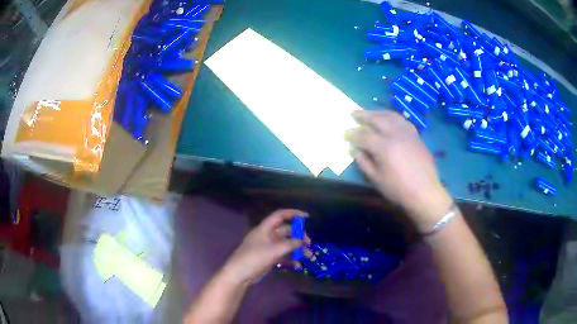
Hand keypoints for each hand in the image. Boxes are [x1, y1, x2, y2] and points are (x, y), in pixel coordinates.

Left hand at [220, 209, 310, 286]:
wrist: (239, 274)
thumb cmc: (254, 258)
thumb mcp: (274, 250)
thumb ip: (290, 244)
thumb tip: (302, 241)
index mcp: (265, 228)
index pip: (280, 215)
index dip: (293, 213)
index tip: (307, 217)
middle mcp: (267, 235)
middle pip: (286, 231)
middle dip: (298, 236)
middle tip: (309, 244)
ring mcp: (268, 247)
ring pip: (286, 244)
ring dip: (297, 249)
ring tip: (308, 257)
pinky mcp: (268, 258)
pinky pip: (283, 255)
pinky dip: (291, 259)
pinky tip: (298, 266)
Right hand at [346, 110, 452, 231]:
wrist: (425, 191)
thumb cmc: (398, 189)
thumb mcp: (376, 179)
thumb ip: (364, 163)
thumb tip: (354, 150)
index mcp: (383, 146)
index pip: (363, 136)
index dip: (352, 134)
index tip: (345, 133)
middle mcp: (394, 134)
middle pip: (376, 119)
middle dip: (363, 115)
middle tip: (354, 113)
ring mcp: (407, 132)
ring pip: (390, 116)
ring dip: (378, 113)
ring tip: (370, 113)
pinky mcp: (415, 135)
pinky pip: (402, 120)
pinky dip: (392, 117)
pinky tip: (389, 119)